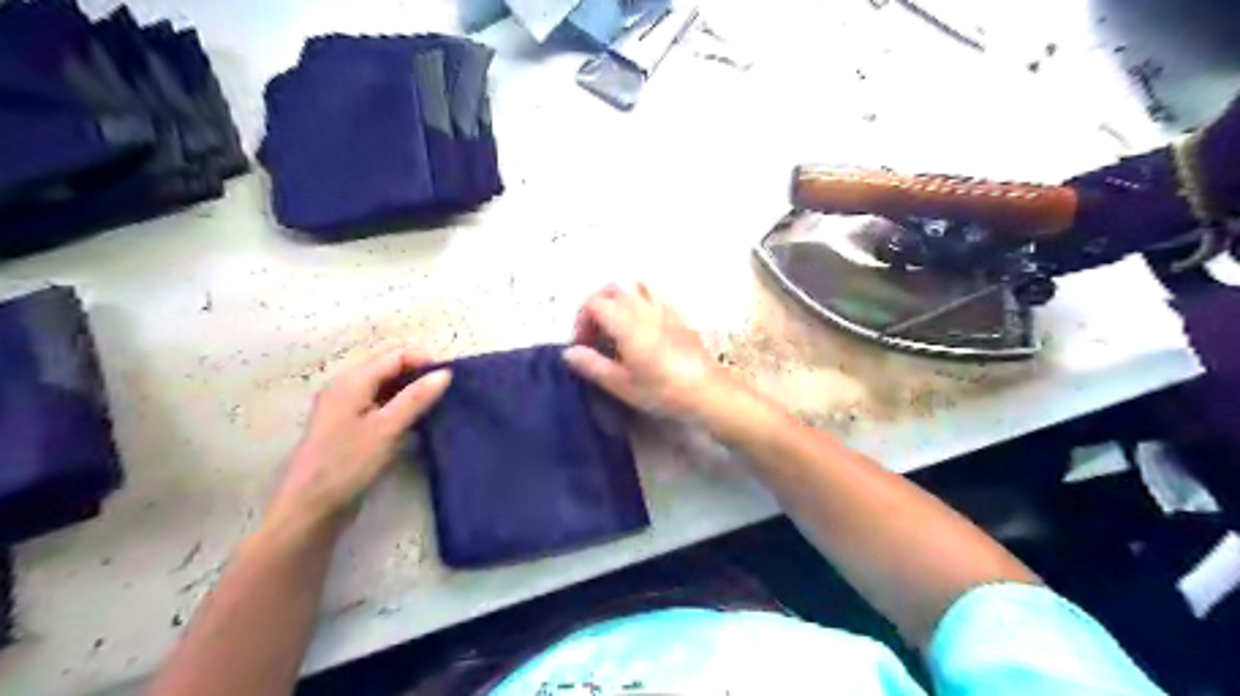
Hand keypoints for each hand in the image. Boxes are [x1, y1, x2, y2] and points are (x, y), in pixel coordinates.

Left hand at [270, 344, 453, 533]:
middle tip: (446, 390)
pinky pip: (380, 402)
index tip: (452, 379)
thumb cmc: (347, 465)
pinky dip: (400, 404)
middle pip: (388, 365)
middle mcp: (346, 386)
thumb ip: (417, 398)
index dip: (424, 361)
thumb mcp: (387, 429)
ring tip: (436, 404)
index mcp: (352, 381)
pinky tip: (416, 419)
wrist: (310, 509)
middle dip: (418, 372)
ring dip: (410, 389)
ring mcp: (346, 406)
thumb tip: (445, 373)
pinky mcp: (349, 425)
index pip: (395, 355)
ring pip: (385, 385)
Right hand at [563, 282, 727, 418]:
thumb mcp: (623, 385)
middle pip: (613, 287)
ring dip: (620, 296)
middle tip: (595, 330)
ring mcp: (665, 308)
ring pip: (637, 284)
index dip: (581, 320)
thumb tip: (569, 353)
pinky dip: (642, 299)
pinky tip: (644, 325)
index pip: (594, 303)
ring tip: (617, 322)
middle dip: (597, 303)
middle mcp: (644, 308)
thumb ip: (593, 366)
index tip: (583, 345)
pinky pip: (657, 294)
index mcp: (626, 323)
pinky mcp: (680, 315)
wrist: (708, 392)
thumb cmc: (663, 391)